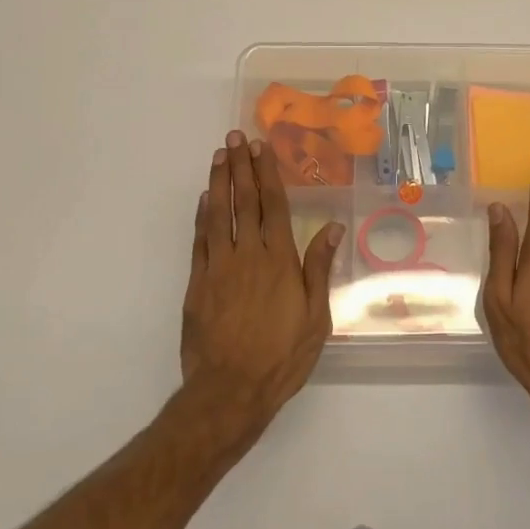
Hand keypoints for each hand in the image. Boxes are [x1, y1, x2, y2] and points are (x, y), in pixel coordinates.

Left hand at [181, 132, 341, 441]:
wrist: (229, 391)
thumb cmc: (281, 357)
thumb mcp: (315, 318)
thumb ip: (319, 269)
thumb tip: (332, 227)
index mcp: (279, 260)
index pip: (273, 205)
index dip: (268, 174)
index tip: (262, 148)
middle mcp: (248, 255)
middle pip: (244, 201)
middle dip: (242, 167)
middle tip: (236, 137)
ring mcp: (219, 267)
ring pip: (218, 214)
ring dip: (219, 181)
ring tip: (219, 155)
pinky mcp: (197, 283)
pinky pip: (199, 240)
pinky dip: (202, 216)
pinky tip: (205, 198)